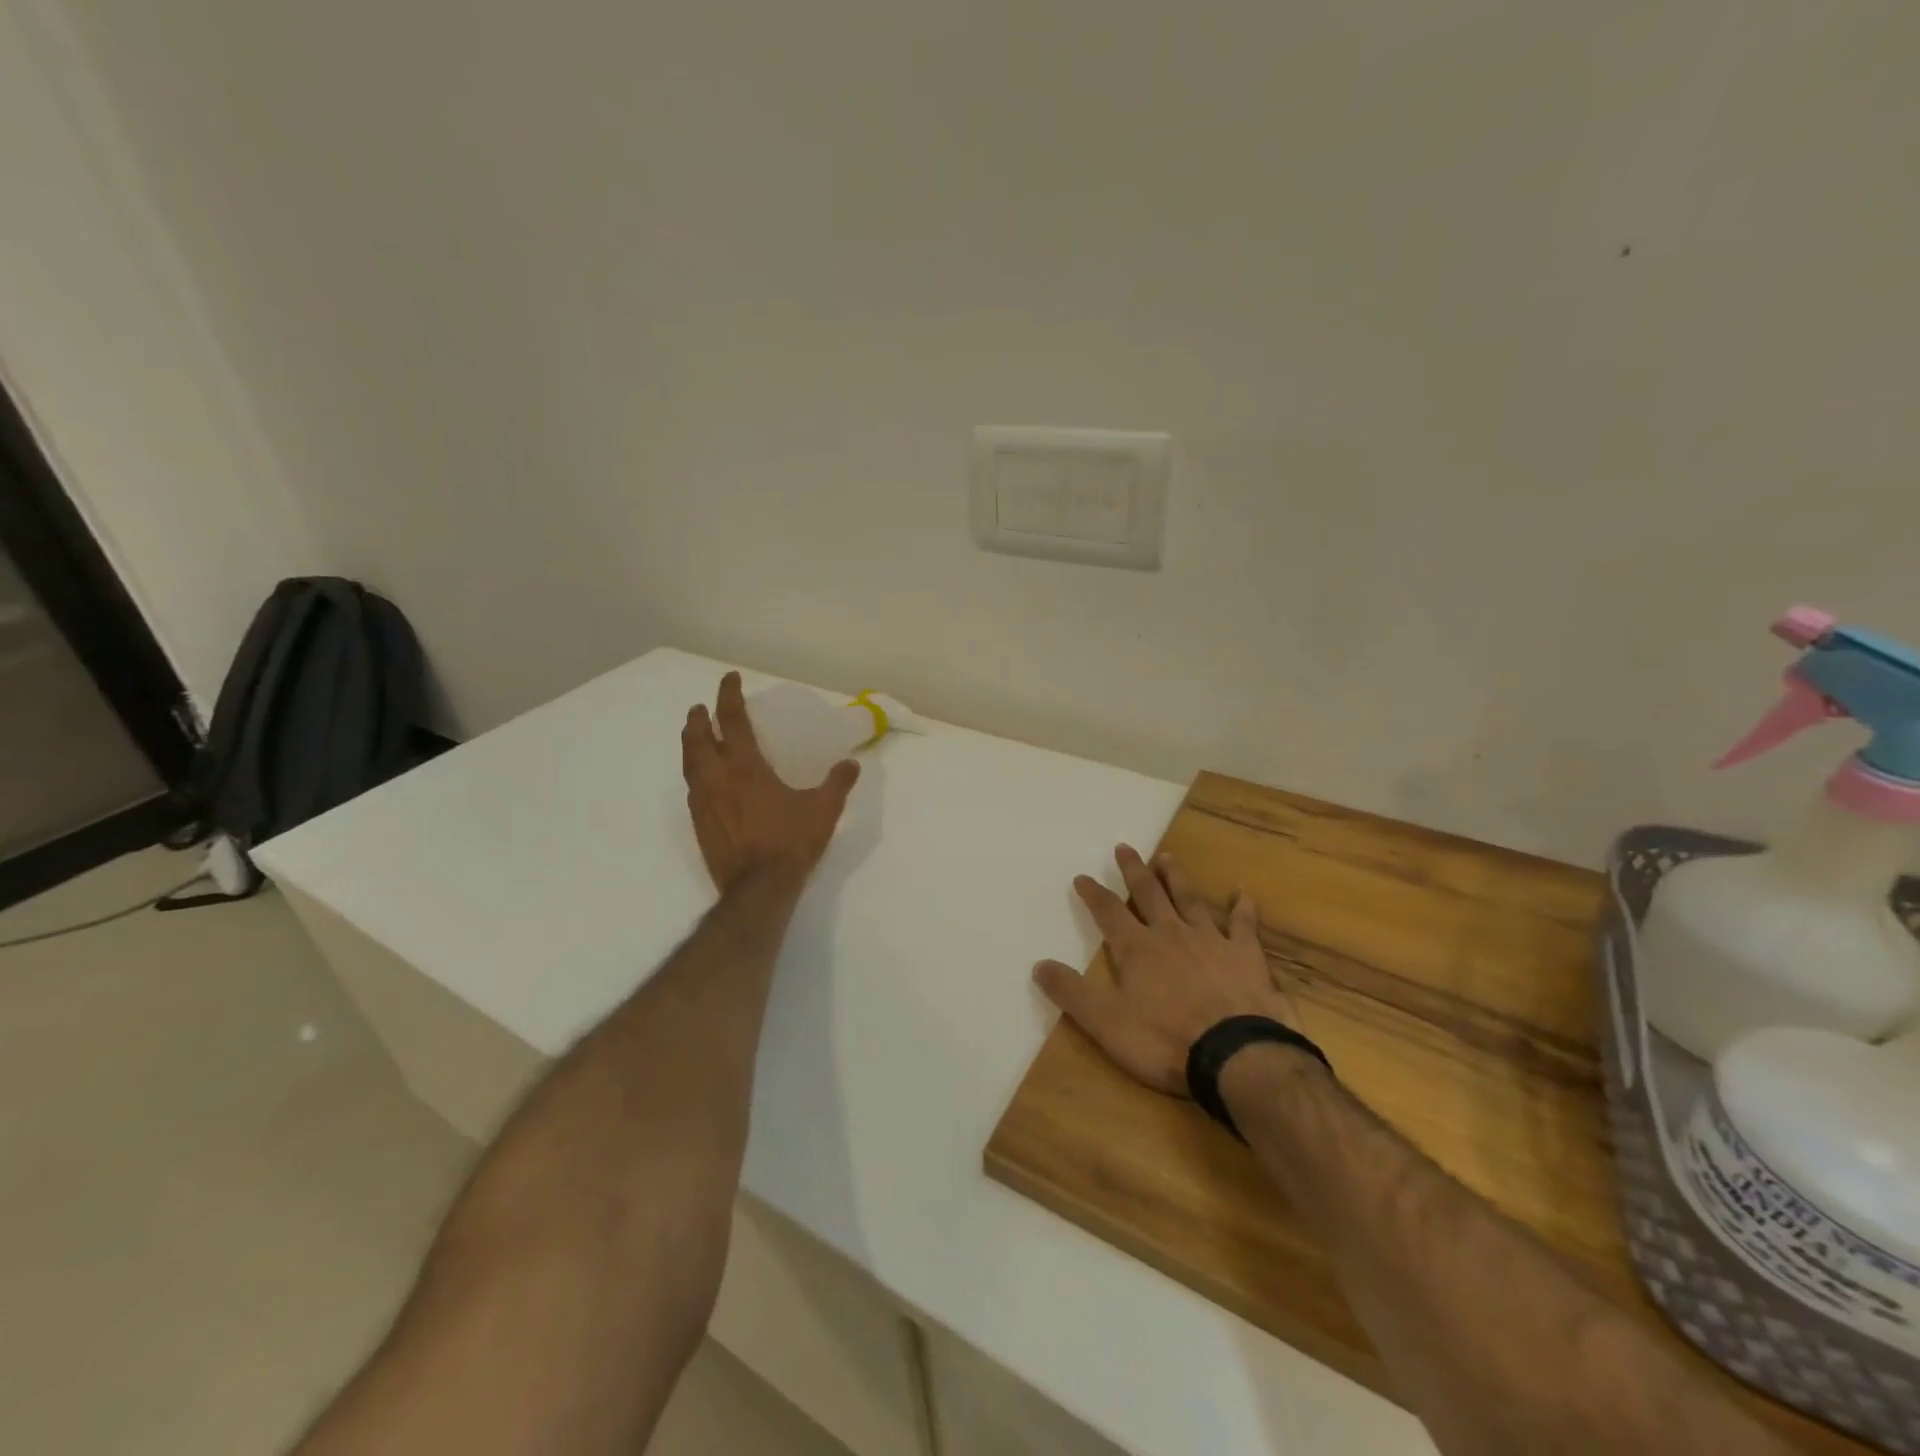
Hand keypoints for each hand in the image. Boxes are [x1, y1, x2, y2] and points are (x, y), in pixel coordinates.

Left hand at [682, 672, 859, 892]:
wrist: (758, 889)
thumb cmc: (790, 844)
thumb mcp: (823, 811)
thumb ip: (837, 784)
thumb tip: (851, 764)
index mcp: (746, 768)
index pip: (733, 721)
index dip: (729, 696)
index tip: (729, 679)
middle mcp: (718, 779)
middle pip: (698, 739)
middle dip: (699, 719)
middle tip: (702, 707)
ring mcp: (704, 802)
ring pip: (689, 763)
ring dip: (690, 743)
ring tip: (694, 735)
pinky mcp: (699, 823)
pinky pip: (691, 788)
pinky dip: (693, 772)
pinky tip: (700, 779)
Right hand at [1034, 845, 1302, 1096]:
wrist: (1234, 1054)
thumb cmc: (1164, 1039)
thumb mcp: (1105, 1022)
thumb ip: (1071, 992)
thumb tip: (1039, 965)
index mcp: (1137, 948)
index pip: (1109, 912)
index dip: (1093, 894)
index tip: (1082, 877)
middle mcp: (1171, 934)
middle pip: (1149, 894)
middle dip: (1134, 871)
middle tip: (1124, 848)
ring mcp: (1211, 941)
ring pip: (1190, 900)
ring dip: (1177, 879)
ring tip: (1167, 858)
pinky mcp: (1246, 956)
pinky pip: (1244, 925)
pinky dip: (1243, 909)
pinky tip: (1243, 895)